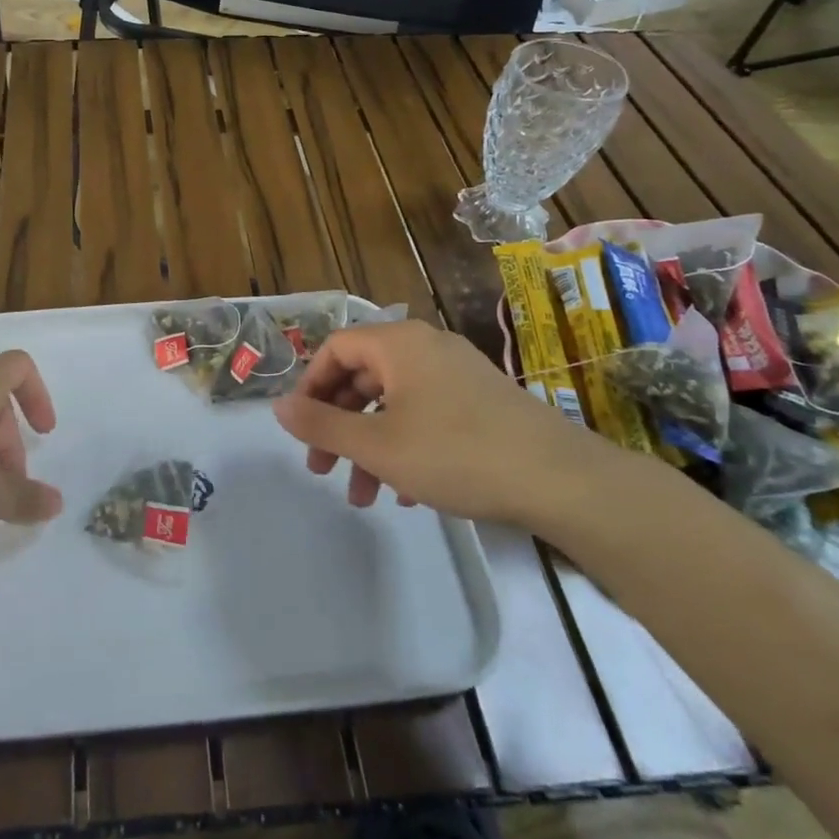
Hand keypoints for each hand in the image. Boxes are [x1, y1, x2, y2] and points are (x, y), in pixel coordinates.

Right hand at [271, 319, 610, 526]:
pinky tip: (408, 493)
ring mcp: (458, 373)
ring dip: (370, 445)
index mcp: (399, 343)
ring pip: (394, 401)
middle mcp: (426, 346)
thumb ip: (321, 424)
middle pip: (363, 376)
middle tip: (324, 468)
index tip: (301, 430)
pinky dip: (406, 446)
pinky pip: (426, 414)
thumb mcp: (377, 445)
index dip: (309, 387)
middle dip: (338, 425)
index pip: (335, 349)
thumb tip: (277, 406)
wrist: (560, 479)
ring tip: (363, 495)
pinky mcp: (482, 401)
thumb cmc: (456, 453)